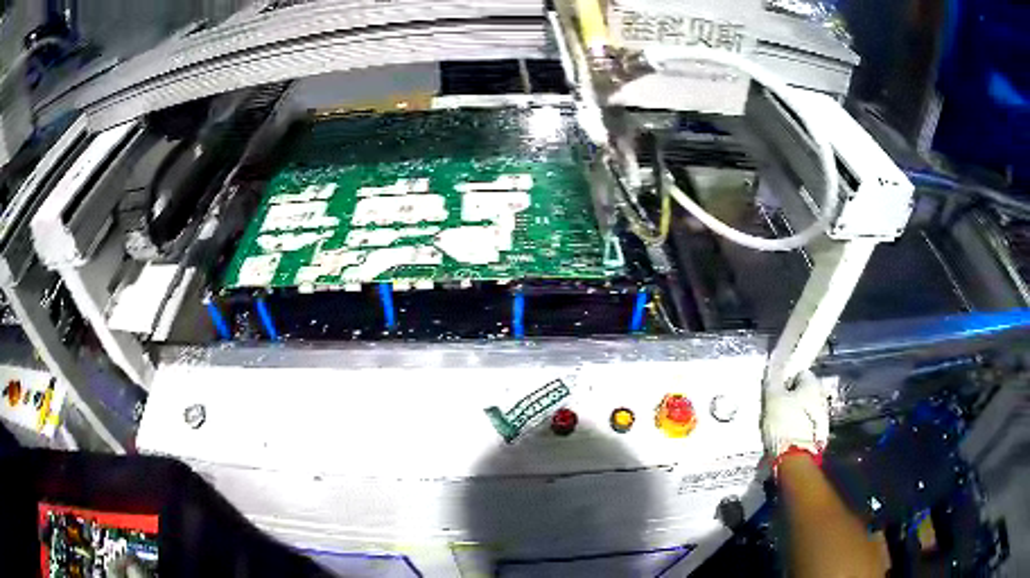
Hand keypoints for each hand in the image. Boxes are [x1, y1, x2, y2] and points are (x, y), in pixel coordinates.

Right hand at [762, 370, 829, 458]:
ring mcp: (822, 417)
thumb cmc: (784, 423)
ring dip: (794, 414)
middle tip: (775, 409)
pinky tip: (786, 435)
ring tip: (778, 425)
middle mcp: (822, 396)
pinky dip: (797, 427)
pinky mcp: (818, 434)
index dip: (785, 381)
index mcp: (813, 383)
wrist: (793, 458)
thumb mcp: (772, 398)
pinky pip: (805, 425)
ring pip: (804, 409)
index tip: (774, 393)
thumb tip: (773, 364)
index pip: (799, 373)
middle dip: (790, 398)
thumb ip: (773, 378)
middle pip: (803, 392)